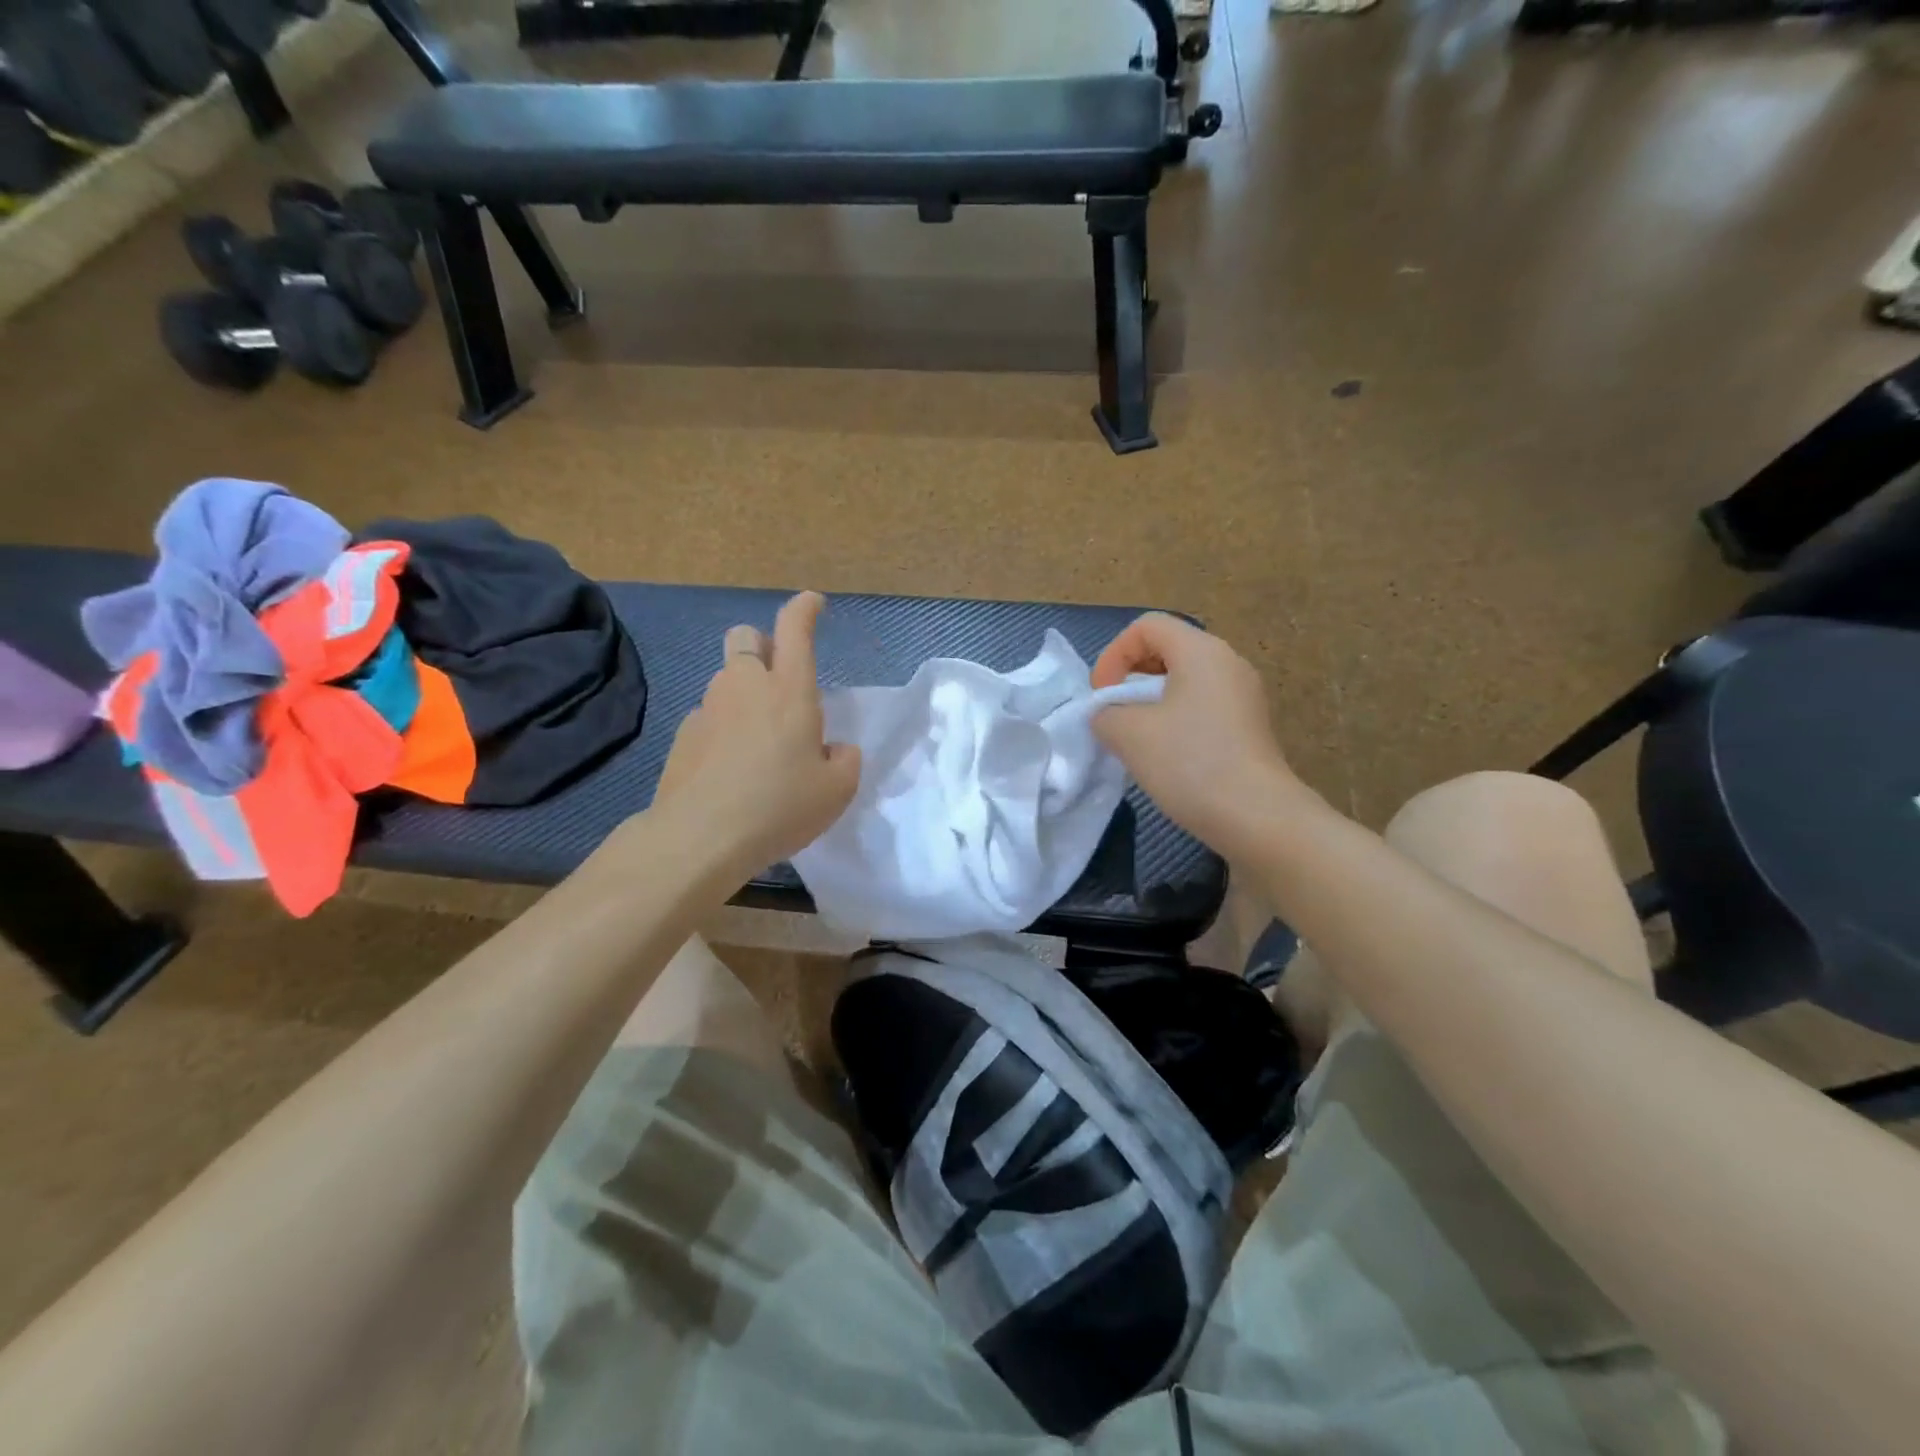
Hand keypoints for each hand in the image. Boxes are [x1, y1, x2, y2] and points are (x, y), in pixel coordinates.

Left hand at [655, 592, 860, 880]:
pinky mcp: (683, 736)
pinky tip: (731, 766)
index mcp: (789, 691)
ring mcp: (708, 709)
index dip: (805, 609)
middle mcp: (745, 687)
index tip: (813, 603)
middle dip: (762, 644)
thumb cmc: (779, 806)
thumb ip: (844, 759)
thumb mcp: (837, 790)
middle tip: (779, 678)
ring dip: (744, 691)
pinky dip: (724, 727)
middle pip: (745, 638)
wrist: (700, 837)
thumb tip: (833, 749)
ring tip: (759, 737)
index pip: (794, 629)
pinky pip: (709, 716)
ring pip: (725, 679)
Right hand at [1091, 613, 1296, 857]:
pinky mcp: (1250, 726)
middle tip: (1114, 713)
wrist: (1257, 817)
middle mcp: (1228, 663)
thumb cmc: (1190, 762)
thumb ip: (1105, 714)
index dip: (1114, 654)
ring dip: (1151, 701)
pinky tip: (1166, 755)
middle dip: (1131, 676)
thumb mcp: (1129, 733)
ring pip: (1185, 681)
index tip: (1102, 696)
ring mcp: (1244, 695)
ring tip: (1136, 737)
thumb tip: (1108, 715)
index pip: (1147, 626)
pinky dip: (1175, 719)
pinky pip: (1203, 706)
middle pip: (1168, 649)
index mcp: (1201, 651)